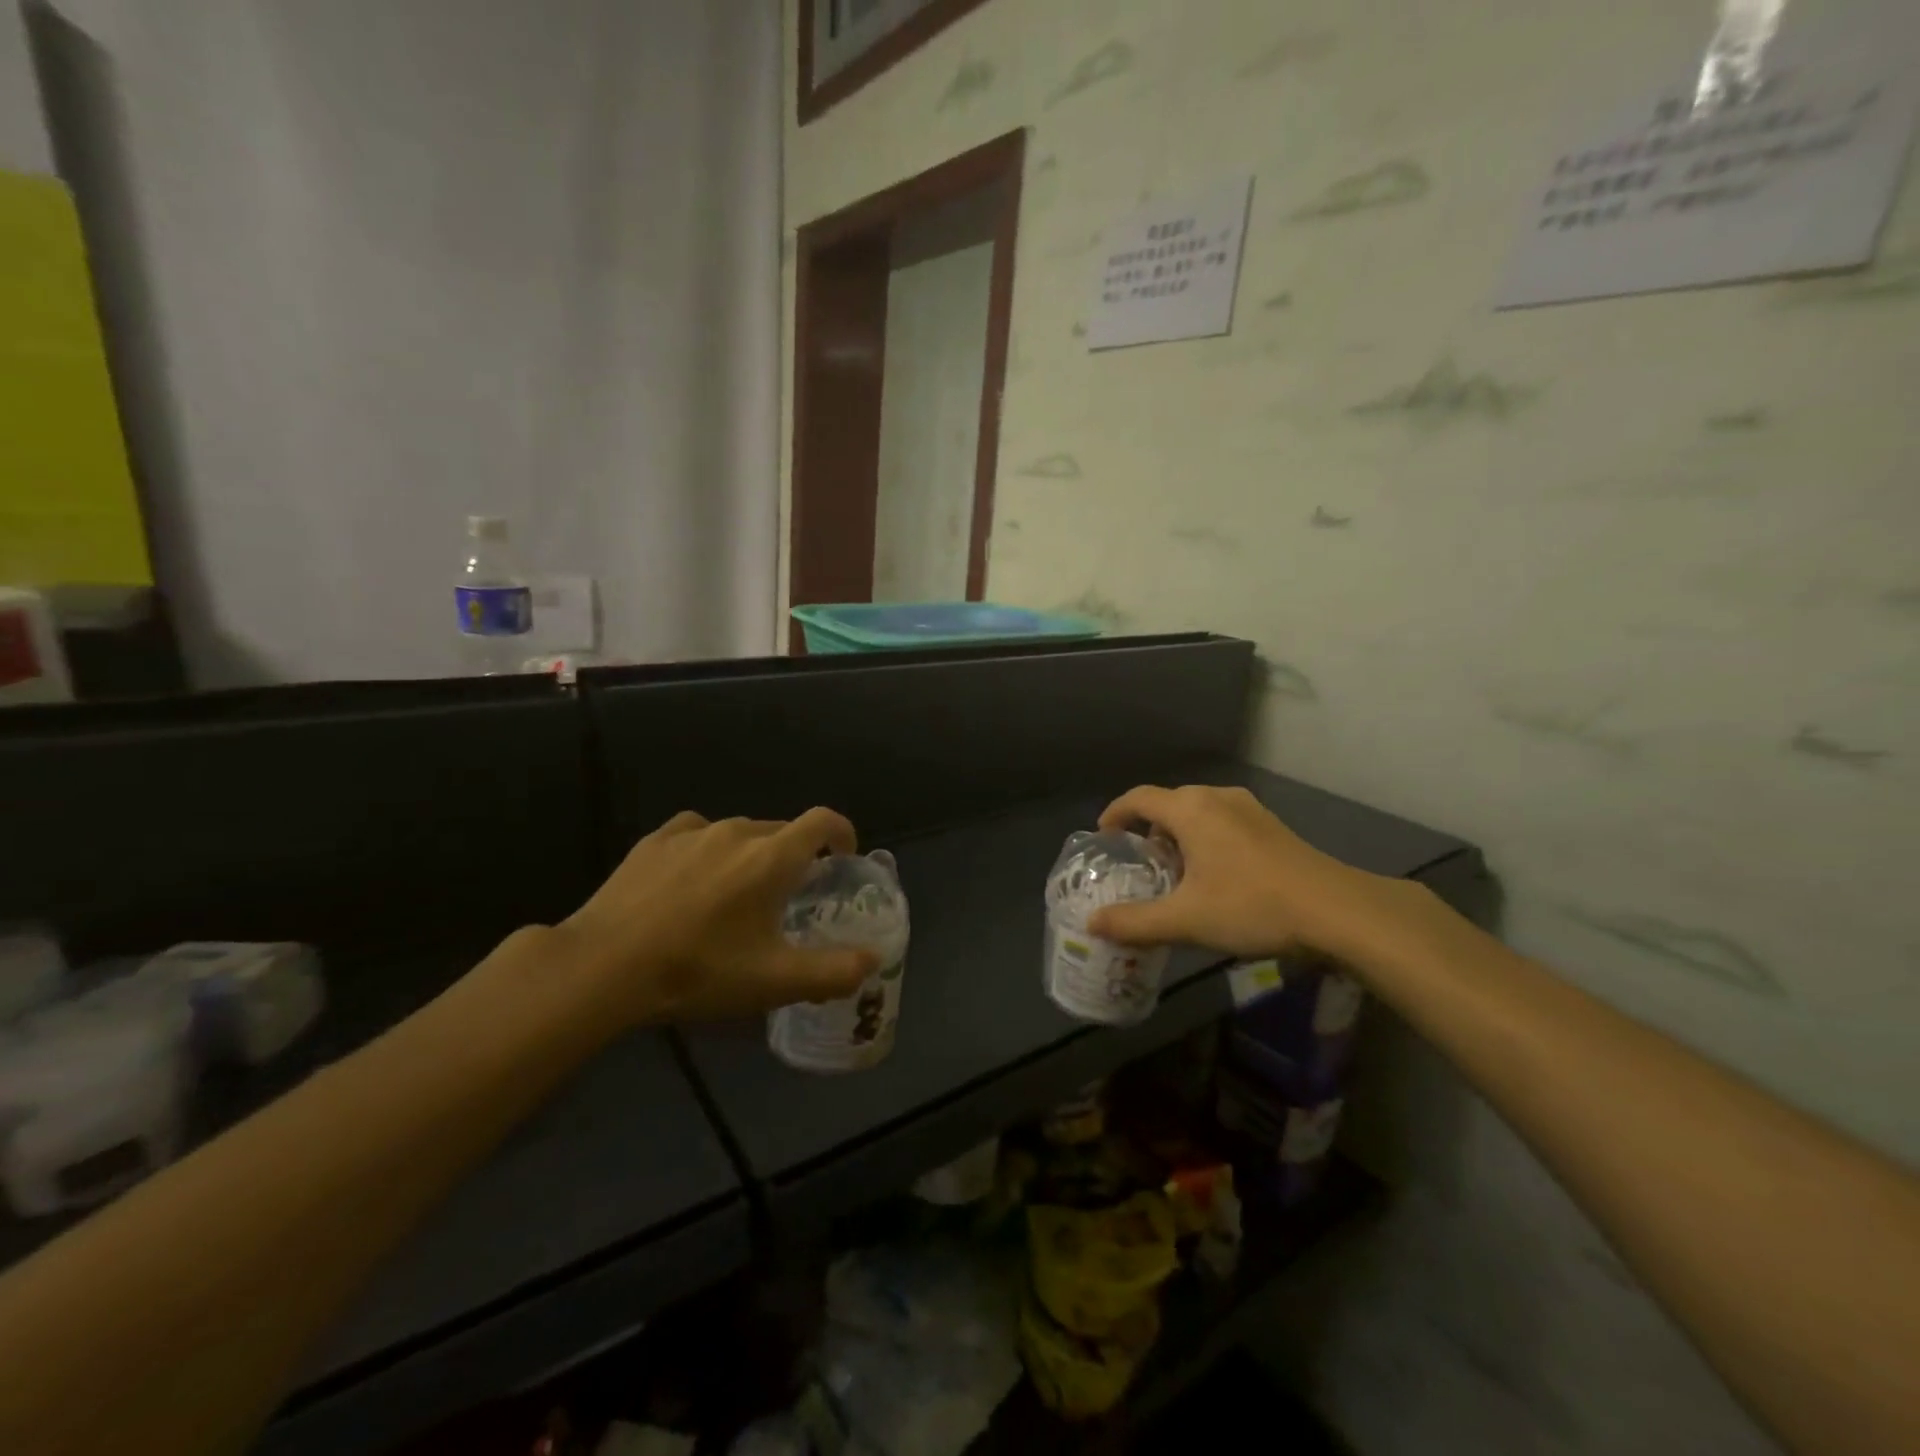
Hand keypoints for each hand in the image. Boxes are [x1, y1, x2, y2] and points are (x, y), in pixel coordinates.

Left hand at [557, 808, 878, 1024]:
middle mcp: (736, 831)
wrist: (603, 967)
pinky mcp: (654, 841)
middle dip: (795, 857)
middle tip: (788, 899)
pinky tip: (692, 881)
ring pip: (739, 833)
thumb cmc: (699, 970)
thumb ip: (834, 971)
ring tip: (736, 895)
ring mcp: (692, 832)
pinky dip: (708, 850)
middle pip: (782, 831)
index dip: (843, 833)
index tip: (844, 860)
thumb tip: (872, 959)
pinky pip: (697, 834)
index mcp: (771, 857)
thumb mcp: (775, 982)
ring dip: (751, 856)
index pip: (823, 821)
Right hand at [1087, 784, 1433, 966]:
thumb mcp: (1185, 920)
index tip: (1103, 838)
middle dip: (1147, 830)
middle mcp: (1217, 798)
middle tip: (1139, 865)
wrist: (1337, 911)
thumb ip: (1134, 922)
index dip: (1114, 814)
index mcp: (1190, 809)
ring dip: (1178, 835)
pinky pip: (1222, 822)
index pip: (1138, 797)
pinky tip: (1215, 876)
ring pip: (1198, 812)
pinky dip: (1205, 839)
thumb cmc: (1252, 906)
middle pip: (1168, 803)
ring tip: (1174, 873)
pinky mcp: (1271, 826)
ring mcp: (1249, 809)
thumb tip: (1092, 924)